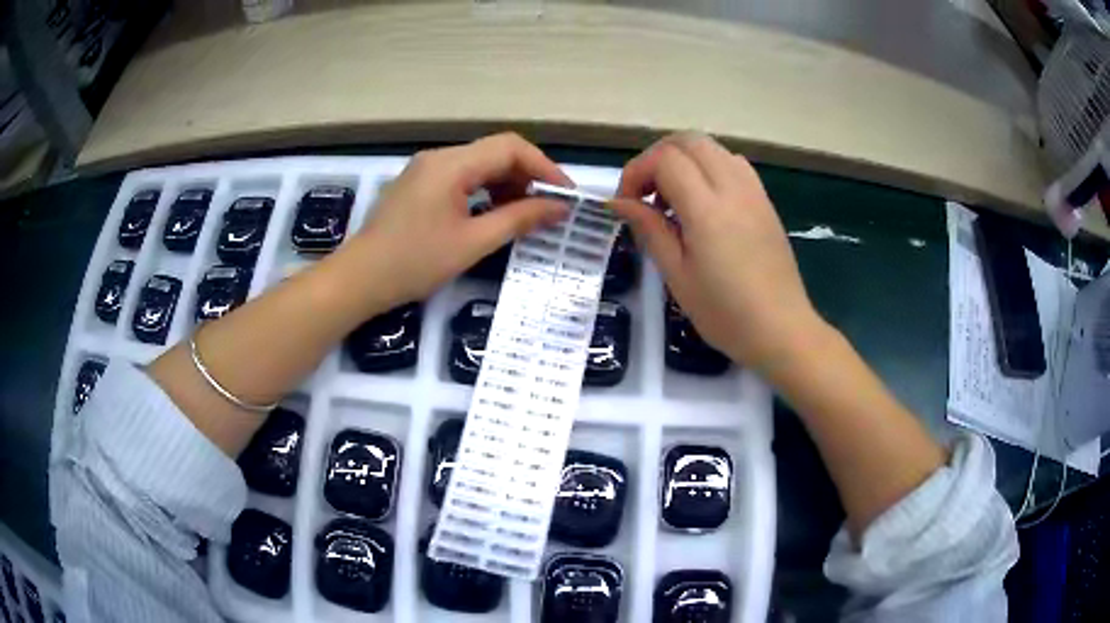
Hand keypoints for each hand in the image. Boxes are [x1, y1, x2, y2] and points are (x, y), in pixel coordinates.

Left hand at [341, 133, 572, 307]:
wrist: (359, 279)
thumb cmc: (414, 262)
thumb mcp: (472, 243)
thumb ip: (519, 219)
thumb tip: (559, 208)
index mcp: (451, 164)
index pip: (510, 147)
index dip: (544, 167)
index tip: (565, 195)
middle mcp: (439, 157)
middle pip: (495, 152)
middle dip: (527, 176)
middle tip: (549, 208)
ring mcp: (426, 169)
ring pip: (479, 165)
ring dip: (507, 184)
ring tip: (526, 214)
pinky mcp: (419, 185)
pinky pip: (462, 177)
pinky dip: (485, 191)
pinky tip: (495, 214)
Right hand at [610, 133, 821, 368]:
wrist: (781, 329)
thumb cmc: (725, 313)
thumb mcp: (677, 275)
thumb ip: (649, 229)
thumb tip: (619, 202)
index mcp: (707, 209)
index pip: (665, 160)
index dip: (637, 172)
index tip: (627, 203)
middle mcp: (733, 188)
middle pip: (688, 141)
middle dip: (657, 157)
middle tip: (645, 193)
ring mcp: (753, 191)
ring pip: (712, 147)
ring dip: (684, 159)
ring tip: (673, 197)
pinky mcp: (765, 201)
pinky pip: (733, 163)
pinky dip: (709, 167)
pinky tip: (703, 201)